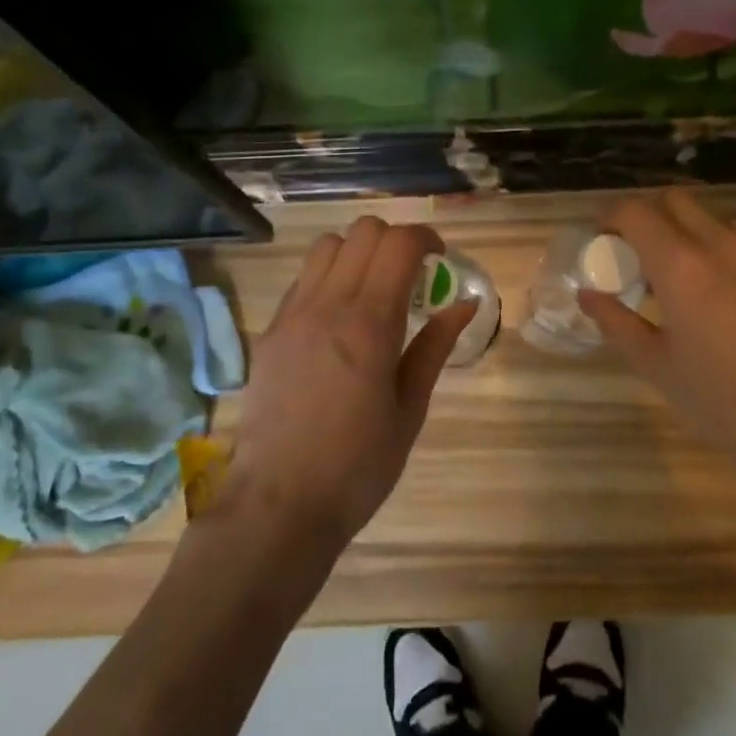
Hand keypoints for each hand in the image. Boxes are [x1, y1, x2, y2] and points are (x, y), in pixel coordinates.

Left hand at [226, 216, 474, 559]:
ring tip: (372, 288)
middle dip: (395, 240)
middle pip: (363, 231)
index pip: (398, 243)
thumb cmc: (358, 465)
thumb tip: (465, 303)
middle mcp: (327, 305)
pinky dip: (328, 277)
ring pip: (326, 245)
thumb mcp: (410, 409)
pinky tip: (338, 317)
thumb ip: (435, 346)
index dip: (425, 238)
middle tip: (411, 273)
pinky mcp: (270, 331)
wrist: (279, 503)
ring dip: (357, 252)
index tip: (439, 258)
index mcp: (369, 323)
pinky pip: (302, 279)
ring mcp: (292, 314)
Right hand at [580, 191, 735, 535]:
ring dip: (684, 235)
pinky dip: (717, 256)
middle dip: (648, 214)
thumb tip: (588, 296)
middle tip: (634, 253)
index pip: (636, 211)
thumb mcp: (657, 366)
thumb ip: (616, 322)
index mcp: (683, 266)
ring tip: (675, 281)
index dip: (610, 214)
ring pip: (712, 222)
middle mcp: (723, 247)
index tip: (600, 234)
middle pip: (677, 200)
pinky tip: (718, 302)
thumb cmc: (721, 402)